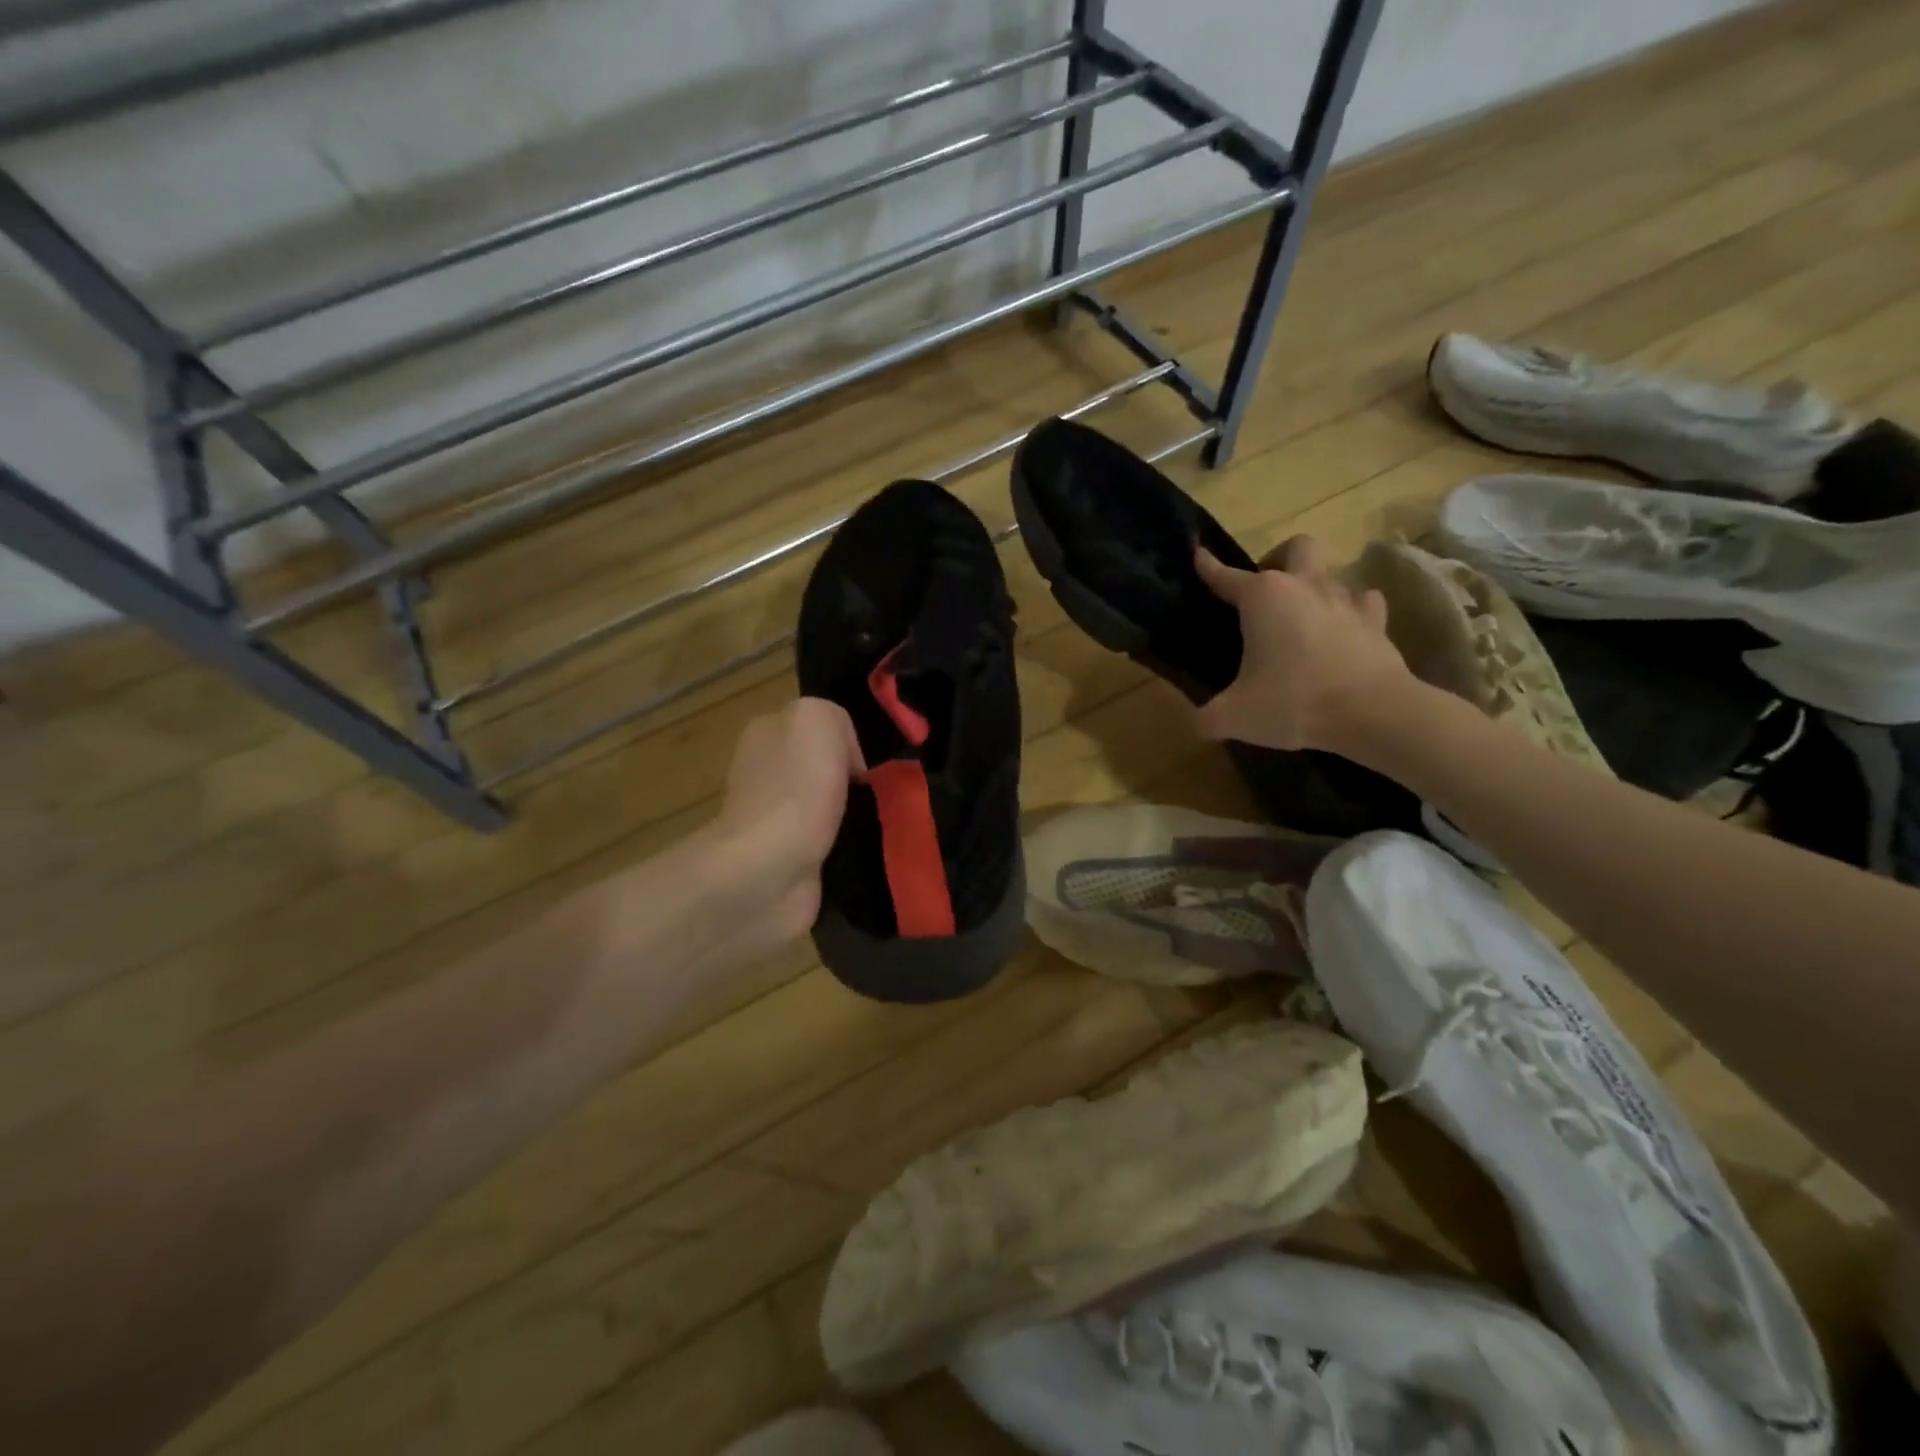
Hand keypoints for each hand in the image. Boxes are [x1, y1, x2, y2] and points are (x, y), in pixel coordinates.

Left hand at [709, 697, 865, 950]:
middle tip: (882, 794)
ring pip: (826, 805)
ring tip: (881, 823)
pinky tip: (864, 850)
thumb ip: (835, 719)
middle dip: (852, 779)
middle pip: (821, 765)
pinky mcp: (787, 859)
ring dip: (853, 815)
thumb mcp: (818, 719)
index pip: (815, 725)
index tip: (868, 764)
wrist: (769, 869)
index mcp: (765, 733)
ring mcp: (773, 819)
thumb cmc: (795, 788)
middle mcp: (764, 772)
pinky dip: (847, 845)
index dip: (847, 740)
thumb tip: (848, 760)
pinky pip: (827, 842)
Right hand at [1192, 536, 1413, 752]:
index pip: (1226, 576)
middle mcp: (1305, 587)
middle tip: (1265, 590)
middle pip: (1296, 548)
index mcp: (1263, 598)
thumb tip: (1197, 722)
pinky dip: (1350, 611)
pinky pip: (1363, 603)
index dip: (1208, 566)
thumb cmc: (1293, 703)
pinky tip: (1342, 629)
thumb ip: (1207, 716)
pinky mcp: (1376, 623)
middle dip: (1278, 559)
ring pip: (1331, 575)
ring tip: (1302, 617)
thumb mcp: (1233, 716)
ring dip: (1314, 588)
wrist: (1372, 713)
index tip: (1198, 554)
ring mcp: (1345, 601)